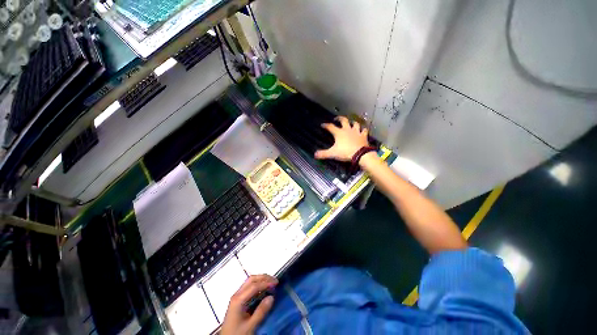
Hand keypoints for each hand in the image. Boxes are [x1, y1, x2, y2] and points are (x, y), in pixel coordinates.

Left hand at [220, 275, 277, 334]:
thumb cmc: (237, 334)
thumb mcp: (250, 326)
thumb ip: (261, 312)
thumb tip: (271, 297)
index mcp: (238, 300)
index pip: (254, 286)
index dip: (266, 283)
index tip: (276, 284)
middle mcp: (237, 295)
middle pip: (251, 280)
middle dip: (264, 278)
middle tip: (274, 280)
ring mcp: (237, 297)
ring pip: (249, 282)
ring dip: (261, 280)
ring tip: (271, 282)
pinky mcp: (238, 300)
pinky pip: (248, 287)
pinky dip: (258, 285)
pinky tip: (263, 289)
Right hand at [315, 116, 369, 161]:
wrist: (360, 154)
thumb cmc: (345, 152)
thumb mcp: (332, 154)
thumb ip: (323, 154)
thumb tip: (314, 154)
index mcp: (339, 133)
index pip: (330, 127)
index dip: (326, 125)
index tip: (322, 125)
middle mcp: (347, 130)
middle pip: (343, 120)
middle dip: (339, 118)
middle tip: (336, 119)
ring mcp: (356, 132)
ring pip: (355, 123)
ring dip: (352, 123)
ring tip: (350, 123)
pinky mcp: (363, 135)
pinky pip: (364, 130)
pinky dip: (363, 130)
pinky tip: (362, 130)